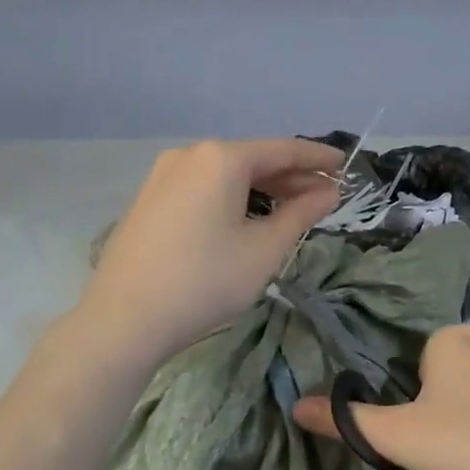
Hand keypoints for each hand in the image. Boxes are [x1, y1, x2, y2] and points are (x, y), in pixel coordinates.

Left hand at [79, 138, 343, 366]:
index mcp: (221, 158)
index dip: (317, 159)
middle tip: (325, 196)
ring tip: (292, 209)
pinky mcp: (149, 200)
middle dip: (291, 177)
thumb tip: (328, 192)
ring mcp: (163, 176)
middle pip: (252, 159)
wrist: (124, 319)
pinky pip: (203, 188)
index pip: (283, 150)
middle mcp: (189, 155)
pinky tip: (247, 218)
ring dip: (262, 188)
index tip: (345, 167)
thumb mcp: (264, 249)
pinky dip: (232, 197)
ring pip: (226, 174)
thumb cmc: (205, 281)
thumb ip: (301, 214)